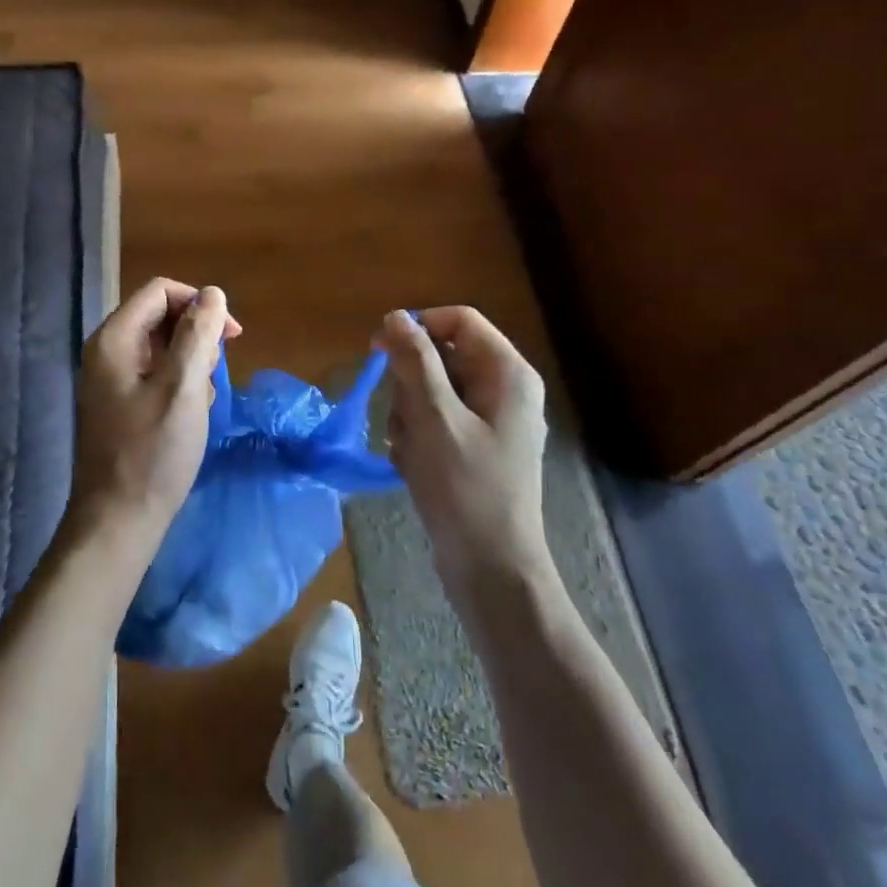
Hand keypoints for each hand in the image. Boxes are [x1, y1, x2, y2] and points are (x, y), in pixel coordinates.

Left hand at [67, 279, 240, 558]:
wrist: (117, 521)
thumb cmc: (153, 453)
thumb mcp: (183, 388)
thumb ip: (198, 334)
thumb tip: (212, 293)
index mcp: (114, 339)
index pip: (160, 291)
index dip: (199, 303)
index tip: (231, 335)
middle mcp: (105, 351)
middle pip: (159, 316)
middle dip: (196, 336)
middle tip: (215, 374)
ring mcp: (108, 379)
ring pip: (159, 347)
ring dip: (190, 362)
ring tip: (204, 399)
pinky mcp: (117, 403)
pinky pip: (153, 374)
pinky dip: (177, 383)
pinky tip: (191, 413)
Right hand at [378, 307, 555, 610]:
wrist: (491, 570)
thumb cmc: (465, 489)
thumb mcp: (434, 418)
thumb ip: (415, 362)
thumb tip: (396, 316)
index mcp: (507, 373)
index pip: (458, 320)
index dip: (417, 328)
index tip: (379, 352)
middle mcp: (503, 389)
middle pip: (441, 356)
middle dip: (410, 385)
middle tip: (404, 421)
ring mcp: (490, 421)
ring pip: (431, 391)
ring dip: (408, 416)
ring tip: (410, 452)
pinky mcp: (475, 447)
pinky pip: (435, 421)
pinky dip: (417, 438)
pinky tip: (414, 466)